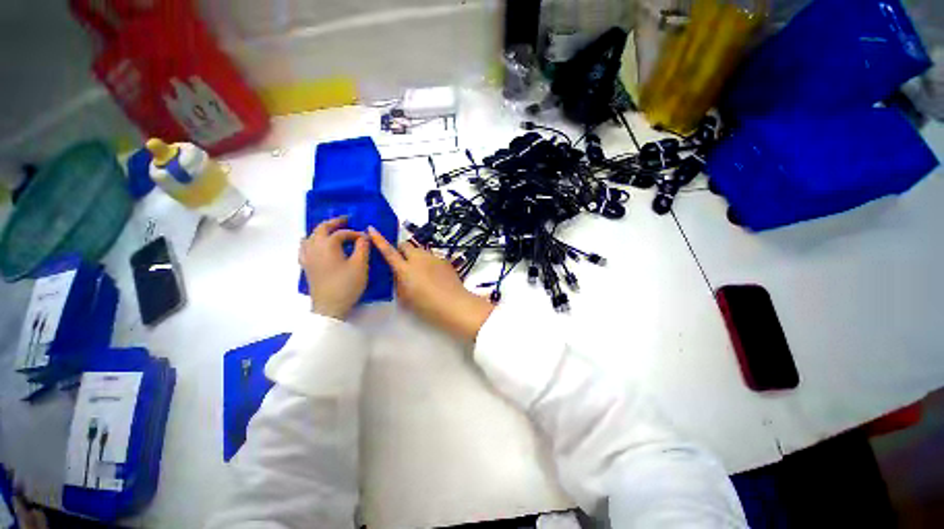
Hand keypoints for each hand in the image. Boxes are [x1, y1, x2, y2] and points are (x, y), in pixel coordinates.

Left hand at [299, 217, 369, 318]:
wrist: (329, 307)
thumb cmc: (347, 285)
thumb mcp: (360, 265)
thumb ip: (363, 248)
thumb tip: (363, 236)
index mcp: (328, 245)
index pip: (342, 233)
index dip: (355, 233)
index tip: (366, 238)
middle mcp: (314, 247)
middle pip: (321, 229)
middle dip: (334, 223)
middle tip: (346, 220)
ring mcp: (307, 257)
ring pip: (310, 236)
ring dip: (321, 231)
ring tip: (331, 231)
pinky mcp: (306, 266)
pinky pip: (304, 247)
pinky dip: (311, 241)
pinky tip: (314, 245)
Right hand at [368, 227, 493, 341]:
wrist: (454, 304)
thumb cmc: (427, 306)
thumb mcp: (406, 298)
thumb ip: (399, 283)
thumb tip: (397, 274)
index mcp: (405, 269)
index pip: (388, 251)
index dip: (379, 240)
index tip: (371, 228)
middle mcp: (418, 259)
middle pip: (405, 245)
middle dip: (400, 250)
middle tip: (401, 263)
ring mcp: (433, 258)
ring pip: (419, 251)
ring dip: (415, 257)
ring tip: (420, 272)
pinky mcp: (444, 260)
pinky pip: (431, 257)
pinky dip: (428, 263)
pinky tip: (434, 276)